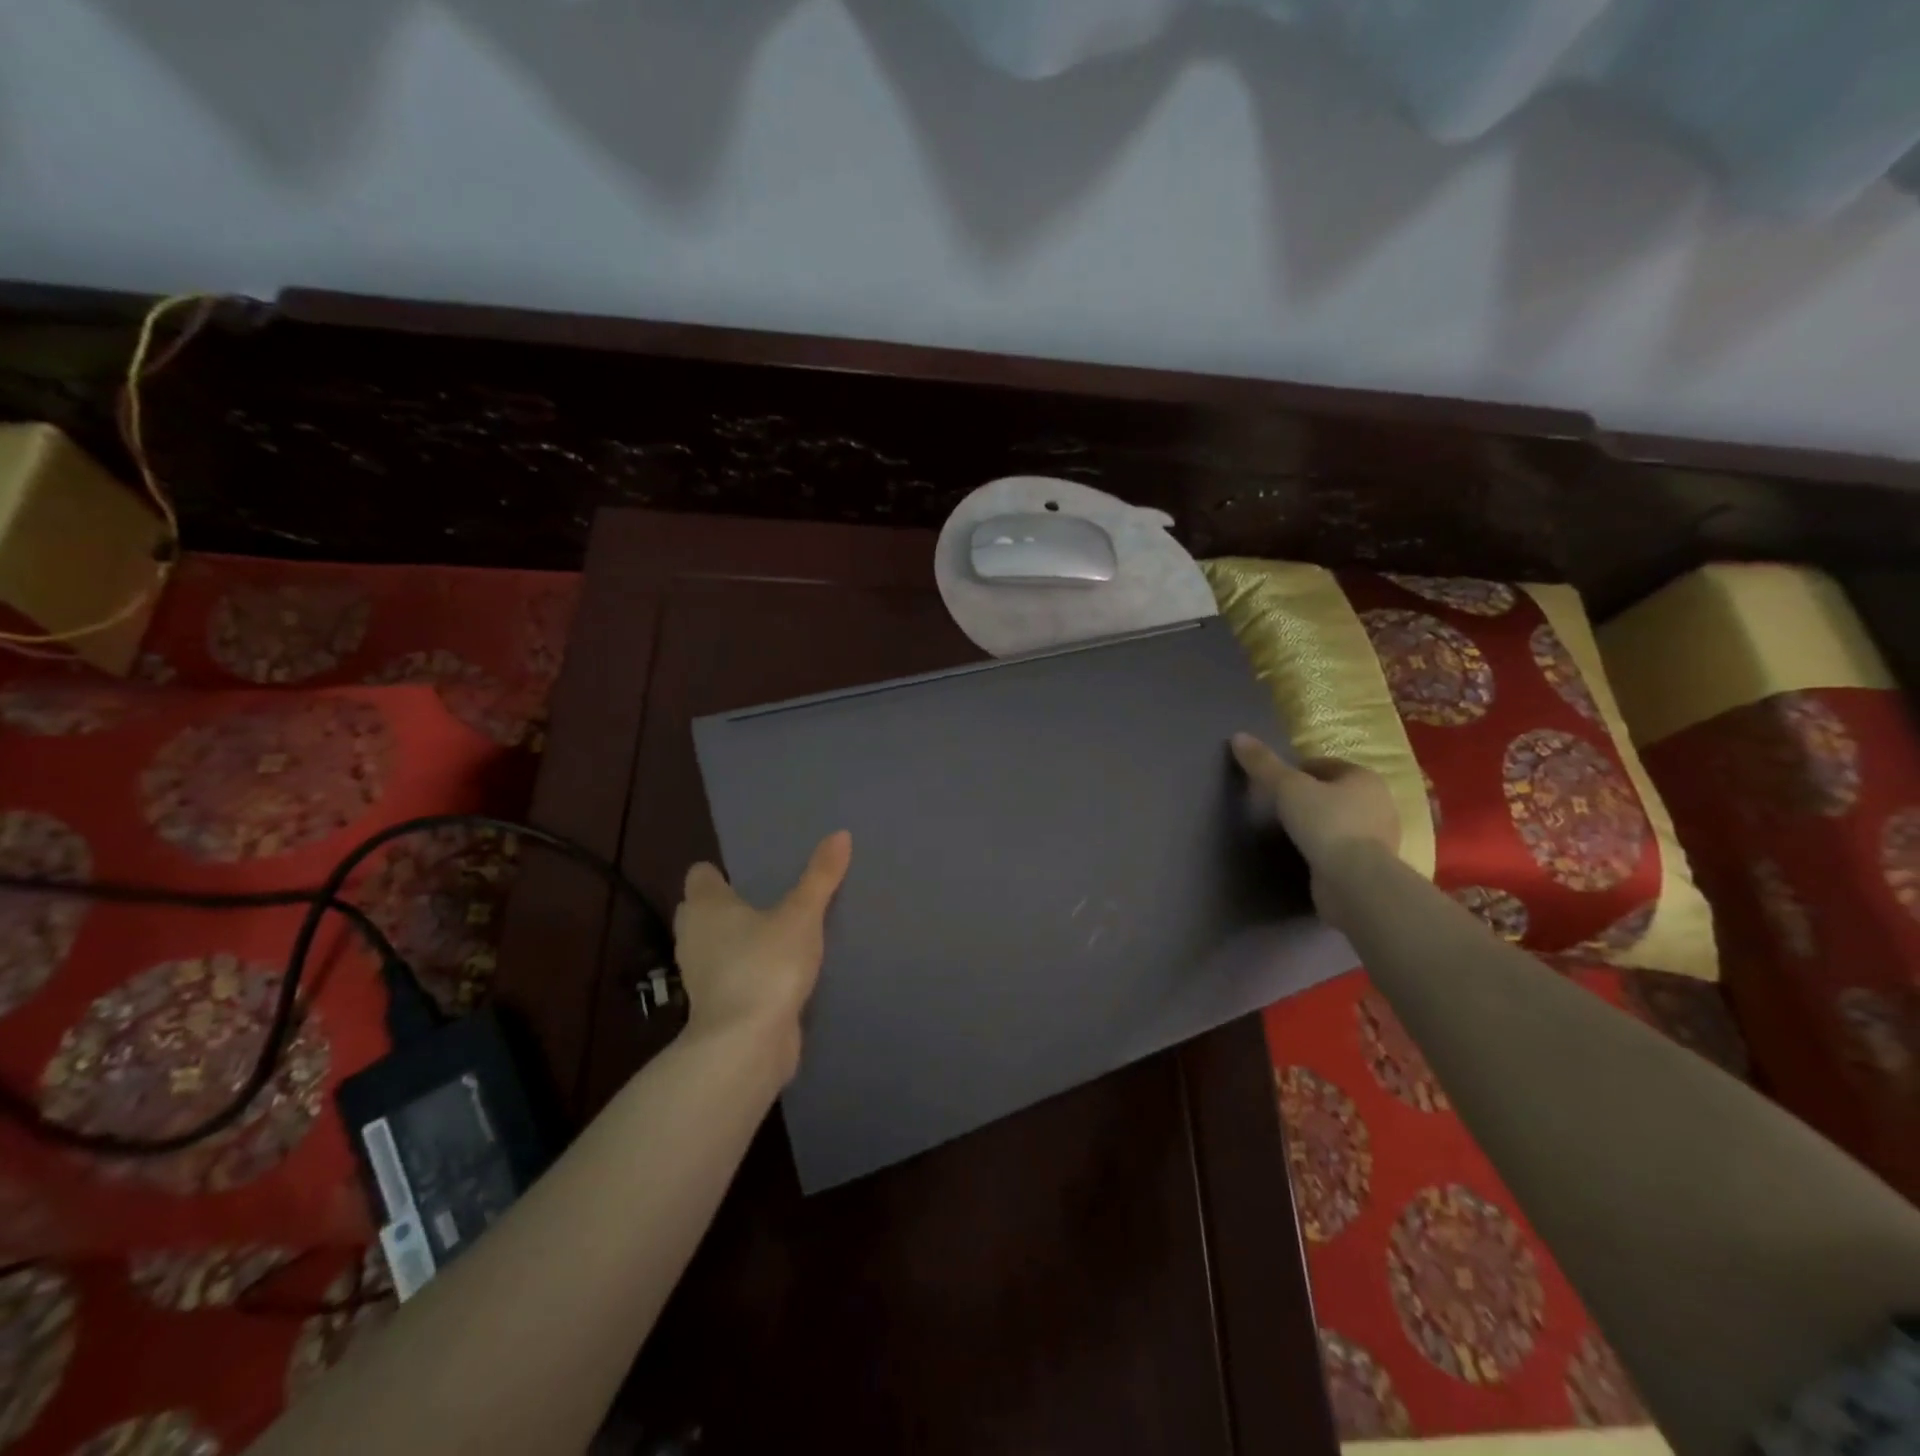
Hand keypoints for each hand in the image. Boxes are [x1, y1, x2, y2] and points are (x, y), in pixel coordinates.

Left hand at [672, 831, 851, 1078]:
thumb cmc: (766, 965)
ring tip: (775, 934)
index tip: (748, 873)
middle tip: (766, 900)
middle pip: (702, 911)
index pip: (700, 875)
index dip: (719, 873)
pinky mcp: (716, 1006)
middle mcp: (694, 936)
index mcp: (706, 906)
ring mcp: (701, 975)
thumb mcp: (802, 915)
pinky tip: (775, 973)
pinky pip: (729, 977)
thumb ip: (820, 876)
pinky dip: (745, 972)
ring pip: (714, 946)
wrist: (746, 1044)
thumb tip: (840, 834)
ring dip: (735, 942)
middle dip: (725, 906)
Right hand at [1231, 733, 1399, 921]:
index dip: (1298, 770)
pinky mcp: (1371, 865)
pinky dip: (1325, 849)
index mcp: (1364, 777)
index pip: (1325, 765)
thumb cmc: (1326, 823)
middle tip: (1277, 807)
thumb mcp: (1287, 788)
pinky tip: (1304, 855)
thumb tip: (1238, 736)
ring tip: (1287, 832)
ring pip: (1340, 821)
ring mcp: (1378, 837)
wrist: (1355, 882)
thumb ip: (1263, 764)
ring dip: (1318, 824)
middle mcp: (1379, 803)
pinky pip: (1342, 848)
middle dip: (1309, 797)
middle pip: (1334, 792)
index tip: (1274, 784)